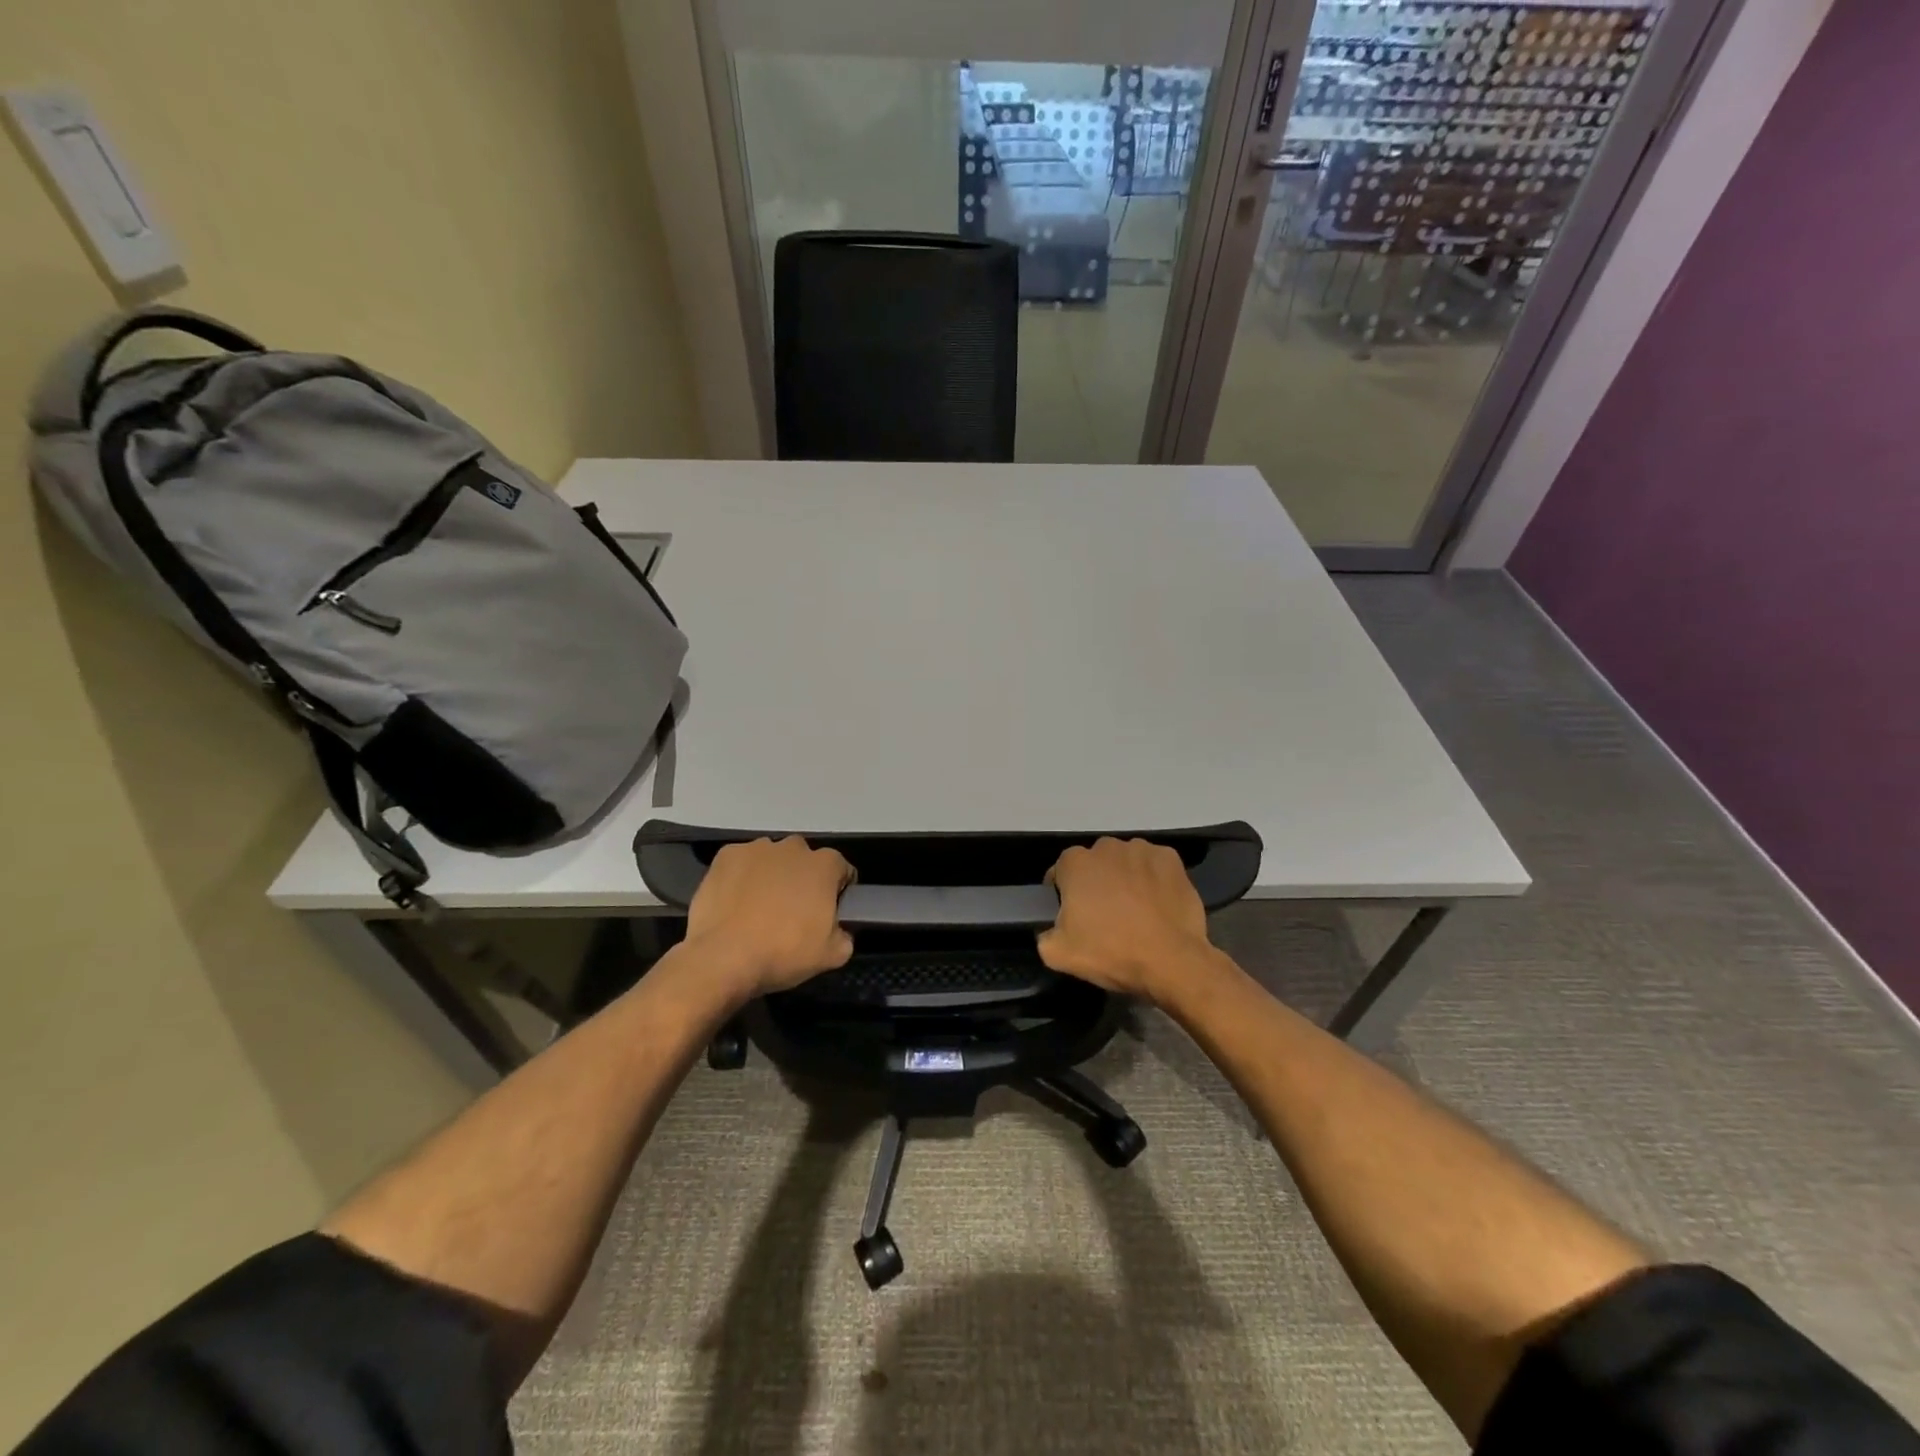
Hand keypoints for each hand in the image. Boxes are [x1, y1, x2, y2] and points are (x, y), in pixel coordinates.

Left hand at [683, 837, 854, 997]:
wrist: (724, 957)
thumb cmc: (783, 952)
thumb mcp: (831, 956)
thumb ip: (845, 936)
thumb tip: (839, 931)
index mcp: (825, 865)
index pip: (841, 869)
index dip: (837, 891)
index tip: (828, 911)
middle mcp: (793, 847)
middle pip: (804, 860)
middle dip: (802, 879)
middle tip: (792, 911)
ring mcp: (757, 848)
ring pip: (771, 858)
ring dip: (771, 875)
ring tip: (758, 908)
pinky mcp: (726, 856)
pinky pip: (741, 863)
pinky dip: (741, 877)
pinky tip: (735, 903)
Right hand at [1038, 837, 1212, 1000]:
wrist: (1172, 961)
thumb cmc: (1111, 952)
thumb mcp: (1058, 954)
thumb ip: (1044, 935)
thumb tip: (1049, 930)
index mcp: (1076, 863)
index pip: (1061, 871)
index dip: (1064, 893)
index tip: (1072, 914)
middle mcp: (1107, 847)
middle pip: (1095, 863)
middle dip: (1096, 882)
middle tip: (1104, 914)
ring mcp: (1142, 849)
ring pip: (1125, 861)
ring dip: (1125, 878)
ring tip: (1135, 910)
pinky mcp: (1171, 859)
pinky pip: (1154, 865)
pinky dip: (1153, 879)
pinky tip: (1157, 903)